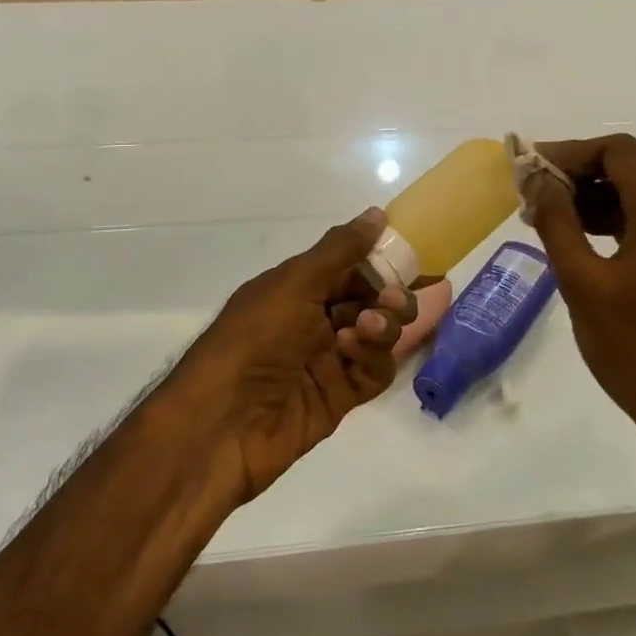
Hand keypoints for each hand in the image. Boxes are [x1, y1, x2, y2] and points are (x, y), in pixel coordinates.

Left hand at [179, 209, 414, 500]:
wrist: (222, 422)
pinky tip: (354, 353)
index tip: (414, 257)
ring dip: (383, 326)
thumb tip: (377, 213)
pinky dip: (373, 359)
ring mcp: (328, 359)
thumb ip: (341, 250)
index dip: (381, 261)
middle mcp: (314, 320)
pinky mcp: (339, 396)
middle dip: (388, 296)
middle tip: (392, 299)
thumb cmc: (255, 337)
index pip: (351, 266)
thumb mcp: (295, 282)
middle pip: (371, 300)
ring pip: (378, 335)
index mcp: (299, 287)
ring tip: (368, 328)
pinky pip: (373, 372)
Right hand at [521, 136, 635, 452]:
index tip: (534, 170)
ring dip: (606, 186)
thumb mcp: (582, 283)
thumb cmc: (634, 348)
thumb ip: (557, 221)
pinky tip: (588, 232)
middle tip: (547, 185)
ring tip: (559, 210)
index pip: (619, 151)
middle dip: (589, 164)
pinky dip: (624, 208)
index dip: (572, 152)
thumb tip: (538, 179)